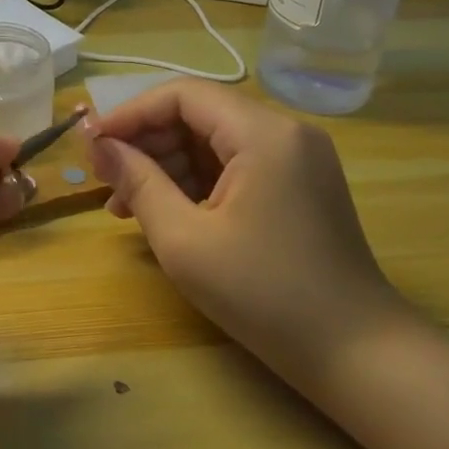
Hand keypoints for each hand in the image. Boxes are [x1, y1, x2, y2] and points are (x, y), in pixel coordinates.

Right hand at [85, 81, 411, 401]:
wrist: (358, 353)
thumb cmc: (265, 295)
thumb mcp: (185, 240)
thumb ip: (137, 183)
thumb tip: (99, 146)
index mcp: (263, 133)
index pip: (182, 95)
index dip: (130, 114)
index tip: (91, 144)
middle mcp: (284, 131)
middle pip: (199, 114)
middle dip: (146, 143)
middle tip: (105, 180)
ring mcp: (297, 157)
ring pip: (214, 141)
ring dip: (167, 165)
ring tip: (125, 206)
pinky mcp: (299, 184)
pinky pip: (236, 165)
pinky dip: (197, 182)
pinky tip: (166, 212)